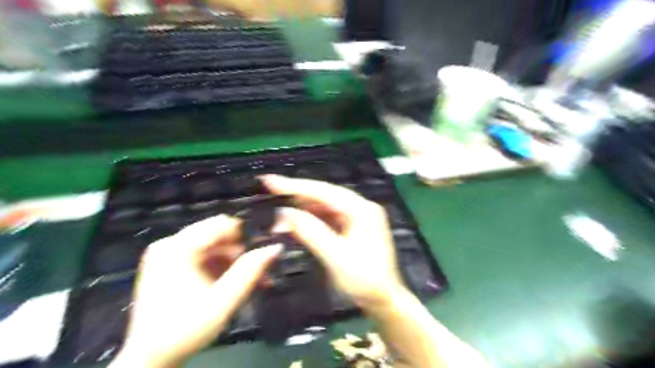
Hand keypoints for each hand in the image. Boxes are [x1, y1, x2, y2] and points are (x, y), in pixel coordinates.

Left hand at [112, 216, 281, 367]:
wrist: (149, 360)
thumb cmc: (185, 330)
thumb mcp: (223, 301)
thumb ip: (250, 271)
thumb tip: (275, 247)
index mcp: (178, 248)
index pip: (221, 224)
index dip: (245, 236)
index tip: (260, 255)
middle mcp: (169, 244)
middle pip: (216, 234)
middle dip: (240, 251)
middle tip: (256, 272)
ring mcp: (166, 253)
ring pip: (211, 244)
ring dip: (232, 260)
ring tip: (248, 280)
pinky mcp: (167, 264)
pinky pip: (201, 255)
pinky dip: (218, 265)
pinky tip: (231, 281)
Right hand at [261, 175, 404, 310]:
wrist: (385, 301)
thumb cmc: (365, 280)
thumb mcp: (336, 257)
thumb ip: (311, 231)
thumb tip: (284, 213)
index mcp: (362, 209)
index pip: (324, 191)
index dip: (295, 186)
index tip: (270, 181)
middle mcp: (360, 207)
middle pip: (324, 195)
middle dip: (296, 195)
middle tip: (270, 190)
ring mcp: (357, 217)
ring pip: (324, 206)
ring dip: (302, 208)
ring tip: (279, 210)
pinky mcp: (352, 228)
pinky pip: (328, 218)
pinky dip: (311, 219)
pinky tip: (296, 221)